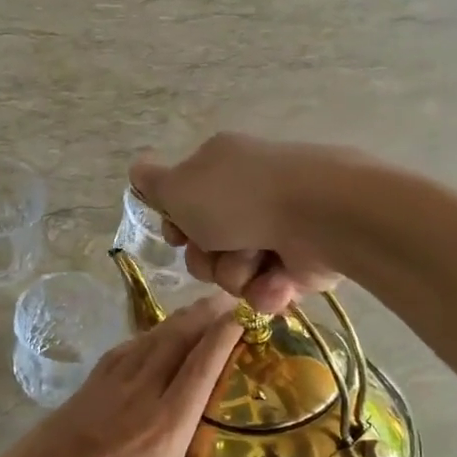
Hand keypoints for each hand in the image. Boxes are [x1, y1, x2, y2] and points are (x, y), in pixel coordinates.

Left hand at [0, 298, 241, 456]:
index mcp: (166, 428)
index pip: (202, 367)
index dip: (224, 334)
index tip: (244, 315)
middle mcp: (141, 396)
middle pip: (177, 340)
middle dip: (206, 314)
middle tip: (231, 299)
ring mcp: (109, 388)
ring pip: (149, 341)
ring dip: (176, 321)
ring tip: (198, 310)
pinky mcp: (84, 390)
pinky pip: (121, 352)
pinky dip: (142, 338)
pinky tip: (148, 338)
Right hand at [129, 133, 342, 313]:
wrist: (320, 216)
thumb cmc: (239, 198)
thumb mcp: (179, 187)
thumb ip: (153, 184)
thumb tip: (137, 169)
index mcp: (219, 168)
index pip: (184, 205)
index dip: (177, 228)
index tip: (178, 236)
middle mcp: (247, 196)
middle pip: (205, 247)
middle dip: (207, 259)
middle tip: (217, 250)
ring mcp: (276, 229)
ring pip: (233, 273)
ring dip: (237, 274)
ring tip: (257, 261)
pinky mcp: (301, 262)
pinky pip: (267, 289)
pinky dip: (268, 289)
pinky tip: (278, 280)